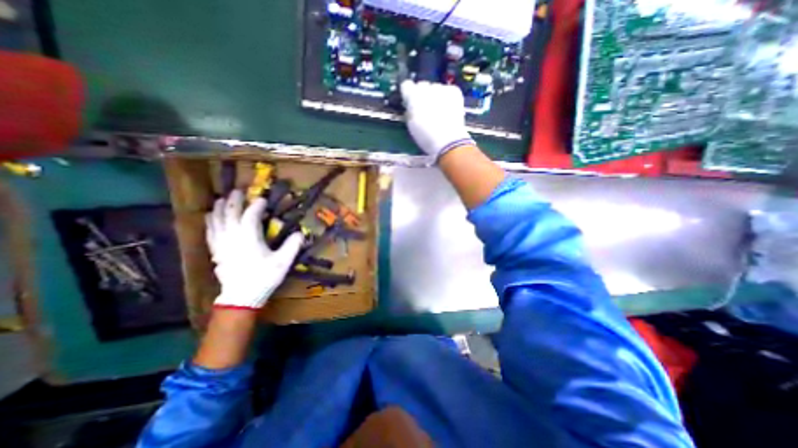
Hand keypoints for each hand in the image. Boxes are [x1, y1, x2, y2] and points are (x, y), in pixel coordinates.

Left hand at [204, 191, 304, 309]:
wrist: (242, 296)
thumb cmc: (264, 277)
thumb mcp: (283, 261)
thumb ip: (292, 245)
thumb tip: (300, 233)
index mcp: (249, 237)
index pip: (250, 214)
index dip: (257, 205)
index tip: (263, 199)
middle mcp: (232, 236)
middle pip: (230, 213)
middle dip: (234, 201)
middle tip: (238, 191)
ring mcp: (221, 243)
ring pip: (216, 220)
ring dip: (219, 208)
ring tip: (221, 199)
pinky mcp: (216, 251)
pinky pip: (210, 231)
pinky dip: (210, 221)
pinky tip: (210, 217)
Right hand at [399, 79, 471, 160]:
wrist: (447, 141)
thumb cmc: (426, 137)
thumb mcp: (411, 125)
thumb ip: (409, 110)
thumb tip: (410, 106)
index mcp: (412, 96)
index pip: (406, 85)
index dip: (408, 93)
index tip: (410, 100)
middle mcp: (426, 88)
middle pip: (422, 85)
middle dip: (422, 94)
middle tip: (426, 109)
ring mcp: (441, 88)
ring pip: (436, 88)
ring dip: (436, 96)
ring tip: (439, 111)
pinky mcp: (454, 91)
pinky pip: (448, 90)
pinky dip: (448, 98)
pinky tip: (448, 110)